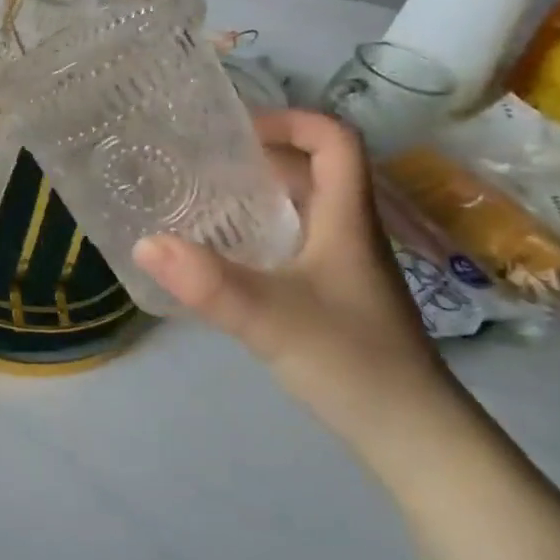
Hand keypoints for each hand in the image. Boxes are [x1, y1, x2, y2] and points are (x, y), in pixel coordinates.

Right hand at [132, 110, 453, 448]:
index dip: (291, 119)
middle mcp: (350, 229)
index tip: (238, 130)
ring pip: (305, 203)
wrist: (416, 440)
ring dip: (261, 190)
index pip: (335, 138)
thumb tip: (144, 243)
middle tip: (205, 159)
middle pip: (315, 166)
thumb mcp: (272, 318)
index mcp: (347, 216)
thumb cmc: (353, 362)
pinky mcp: (336, 291)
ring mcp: (346, 262)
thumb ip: (209, 283)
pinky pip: (298, 237)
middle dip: (263, 153)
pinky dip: (264, 228)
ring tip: (206, 195)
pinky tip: (228, 250)